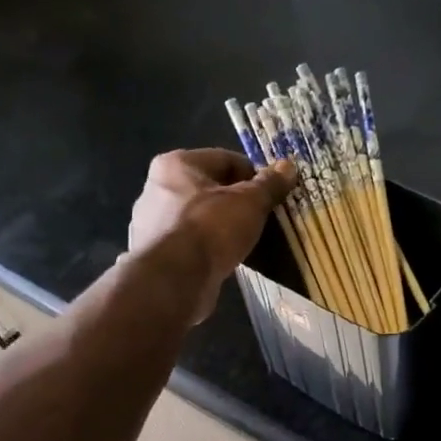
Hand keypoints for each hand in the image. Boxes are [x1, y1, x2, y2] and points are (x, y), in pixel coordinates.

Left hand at [126, 149, 295, 322]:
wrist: (175, 280)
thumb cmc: (211, 229)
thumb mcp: (250, 202)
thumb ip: (269, 184)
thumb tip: (288, 166)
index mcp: (176, 165)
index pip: (225, 159)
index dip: (254, 175)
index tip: (272, 194)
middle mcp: (157, 189)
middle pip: (210, 189)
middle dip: (237, 202)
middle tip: (263, 219)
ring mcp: (152, 224)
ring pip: (200, 218)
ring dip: (222, 227)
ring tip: (247, 242)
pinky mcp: (155, 255)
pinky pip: (191, 244)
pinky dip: (209, 249)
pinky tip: (226, 260)